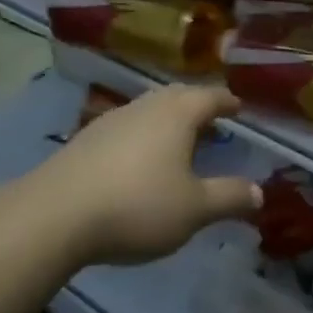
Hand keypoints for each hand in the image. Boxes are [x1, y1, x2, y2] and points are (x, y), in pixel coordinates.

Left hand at [29, 85, 261, 265]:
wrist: (53, 216)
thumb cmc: (137, 205)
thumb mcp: (194, 209)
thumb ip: (229, 198)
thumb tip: (260, 193)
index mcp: (177, 114)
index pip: (211, 96)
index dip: (227, 101)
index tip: (239, 107)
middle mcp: (145, 107)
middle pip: (177, 96)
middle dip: (197, 106)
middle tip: (211, 120)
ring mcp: (111, 120)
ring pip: (148, 110)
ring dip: (167, 120)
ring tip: (177, 141)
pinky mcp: (84, 141)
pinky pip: (126, 128)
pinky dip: (142, 137)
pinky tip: (137, 162)